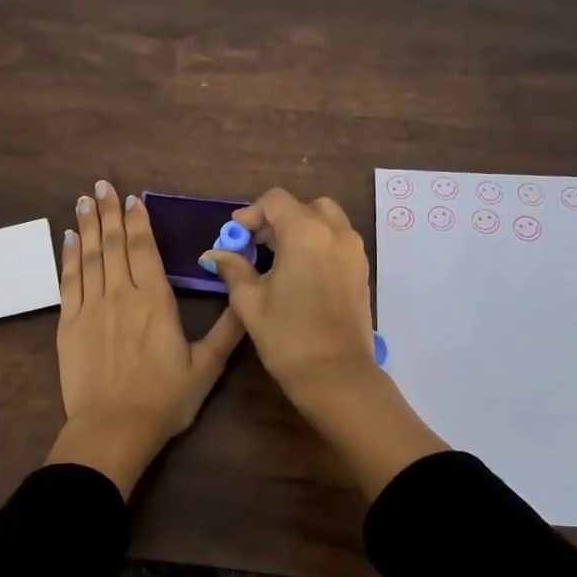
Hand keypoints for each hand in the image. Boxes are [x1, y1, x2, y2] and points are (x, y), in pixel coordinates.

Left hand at [49, 179, 244, 494]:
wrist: (113, 429)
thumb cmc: (165, 400)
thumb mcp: (206, 367)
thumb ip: (228, 330)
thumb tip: (248, 297)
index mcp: (155, 301)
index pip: (145, 249)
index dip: (138, 221)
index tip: (131, 198)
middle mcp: (121, 294)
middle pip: (115, 244)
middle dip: (109, 212)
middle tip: (101, 184)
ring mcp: (91, 307)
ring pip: (90, 256)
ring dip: (88, 226)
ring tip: (83, 200)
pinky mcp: (68, 324)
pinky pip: (68, 281)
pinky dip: (69, 257)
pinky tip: (69, 239)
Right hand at [202, 187, 445, 498]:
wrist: (336, 375)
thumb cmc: (288, 336)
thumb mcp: (250, 301)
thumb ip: (233, 269)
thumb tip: (214, 253)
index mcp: (306, 232)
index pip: (276, 201)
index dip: (251, 213)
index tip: (236, 236)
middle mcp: (336, 232)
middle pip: (304, 206)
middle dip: (277, 219)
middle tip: (256, 245)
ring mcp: (354, 251)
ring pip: (326, 221)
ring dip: (300, 230)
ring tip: (276, 260)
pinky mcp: (361, 271)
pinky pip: (337, 241)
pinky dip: (317, 244)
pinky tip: (298, 273)